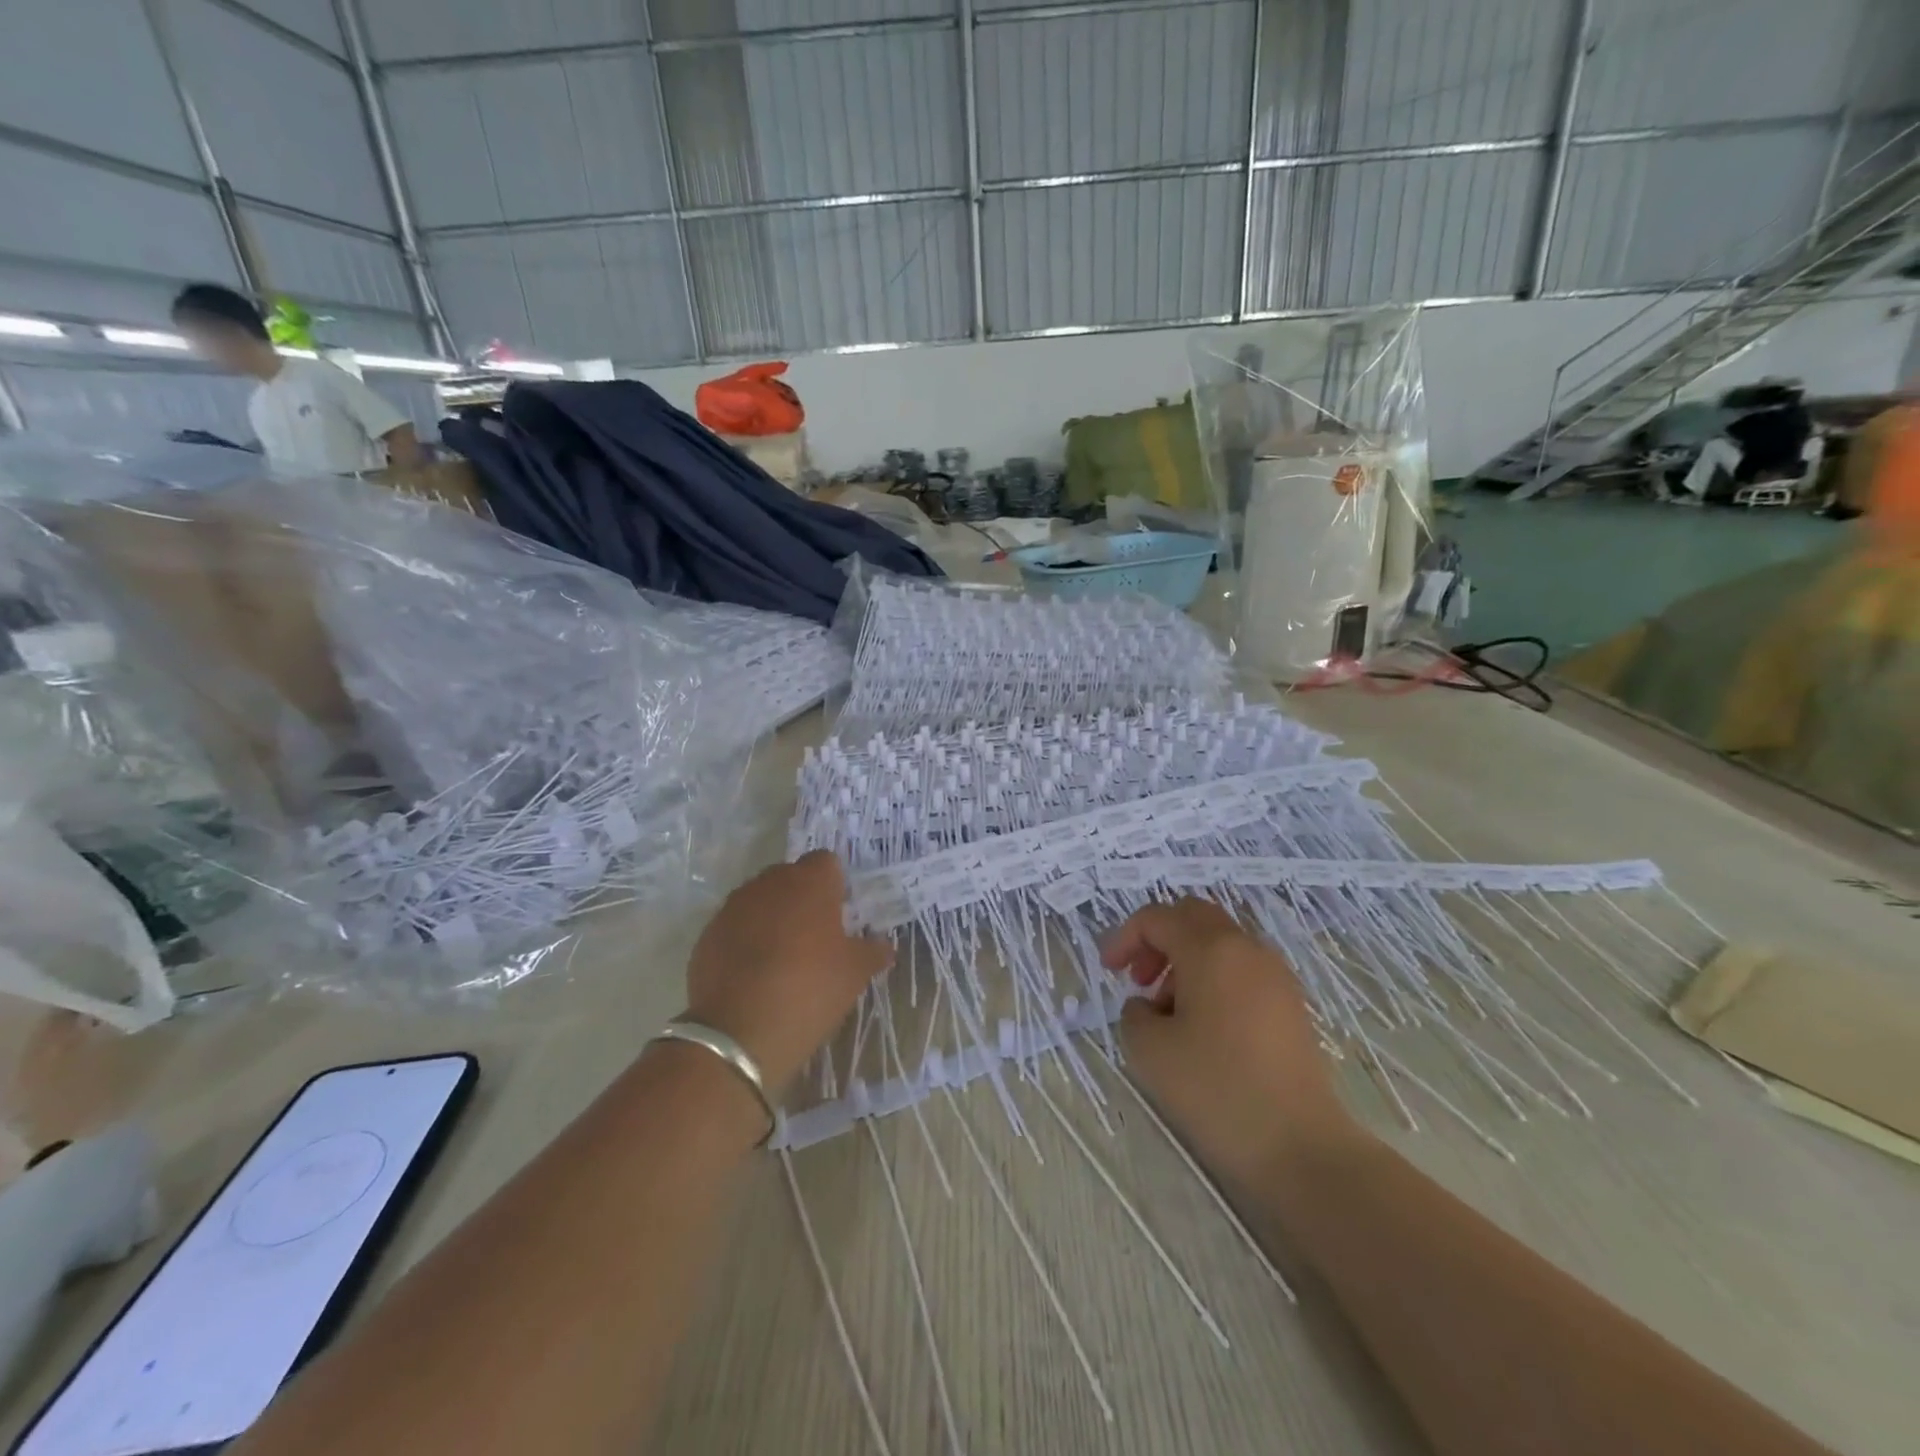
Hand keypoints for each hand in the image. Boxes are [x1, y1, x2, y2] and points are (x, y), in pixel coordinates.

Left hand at [684, 850, 889, 1092]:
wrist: (738, 1032)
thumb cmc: (810, 989)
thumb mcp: (855, 973)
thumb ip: (873, 951)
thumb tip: (884, 945)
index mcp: (810, 882)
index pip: (826, 862)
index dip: (835, 884)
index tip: (840, 914)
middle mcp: (769, 883)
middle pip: (791, 878)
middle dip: (803, 899)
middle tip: (816, 937)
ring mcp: (734, 907)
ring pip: (760, 901)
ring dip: (772, 918)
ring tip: (783, 958)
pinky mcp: (708, 934)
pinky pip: (735, 927)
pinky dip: (745, 941)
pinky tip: (754, 974)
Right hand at [1103, 898, 1357, 1184]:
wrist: (1300, 1146)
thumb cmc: (1216, 1089)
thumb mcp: (1149, 1050)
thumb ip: (1134, 1012)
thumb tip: (1148, 1005)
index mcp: (1210, 949)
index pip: (1157, 918)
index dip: (1125, 938)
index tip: (1109, 973)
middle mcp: (1246, 949)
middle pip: (1194, 917)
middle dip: (1159, 939)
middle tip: (1140, 979)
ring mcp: (1276, 975)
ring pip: (1220, 942)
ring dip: (1186, 961)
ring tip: (1169, 1013)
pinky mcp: (1291, 1004)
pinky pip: (1242, 969)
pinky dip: (1214, 979)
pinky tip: (1204, 1028)